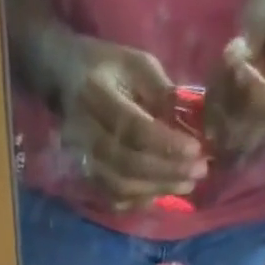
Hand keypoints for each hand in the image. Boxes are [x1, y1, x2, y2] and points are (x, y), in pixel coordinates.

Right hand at [49, 37, 207, 205]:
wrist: (65, 80)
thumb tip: (191, 125)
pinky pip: (115, 199)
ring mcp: (82, 160)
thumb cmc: (107, 68)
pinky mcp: (86, 178)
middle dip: (167, 171)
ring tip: (187, 183)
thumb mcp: (137, 64)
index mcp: (97, 95)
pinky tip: (163, 193)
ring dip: (158, 189)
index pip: (133, 128)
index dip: (166, 143)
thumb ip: (161, 92)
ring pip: (122, 186)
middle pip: (129, 164)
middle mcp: (85, 134)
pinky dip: (141, 201)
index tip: (196, 149)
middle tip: (200, 171)